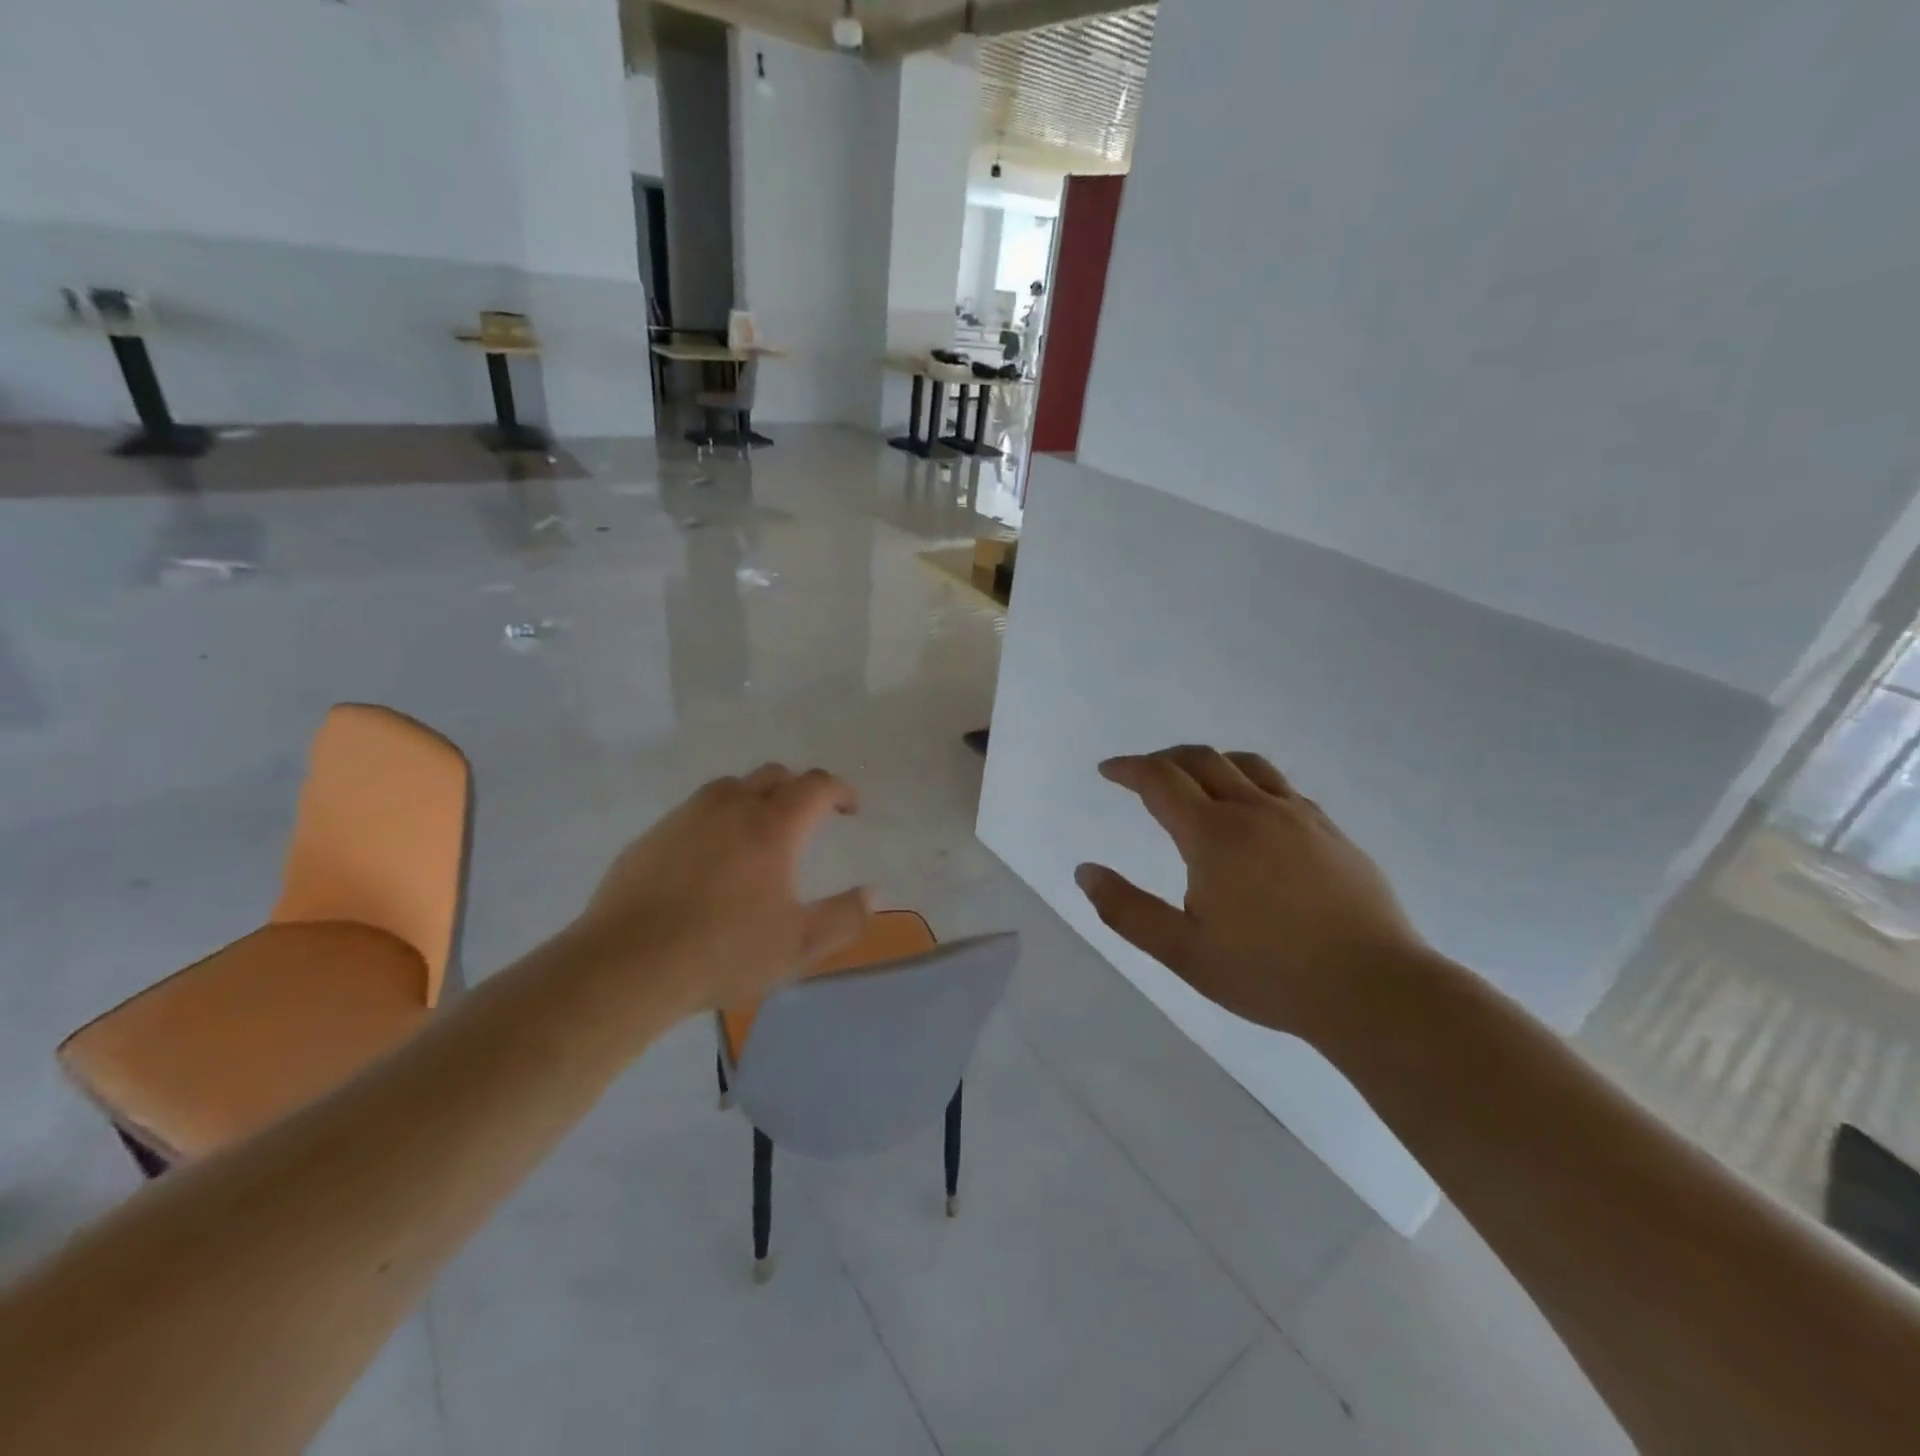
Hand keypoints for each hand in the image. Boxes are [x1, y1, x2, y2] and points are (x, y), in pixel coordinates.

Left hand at [573, 764, 871, 1012]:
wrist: (627, 965)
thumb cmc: (724, 951)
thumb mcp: (799, 945)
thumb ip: (845, 917)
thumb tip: (873, 893)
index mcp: (773, 825)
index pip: (816, 785)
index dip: (839, 790)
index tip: (850, 808)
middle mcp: (731, 806)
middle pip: (774, 775)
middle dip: (799, 789)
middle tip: (808, 818)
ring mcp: (687, 816)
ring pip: (731, 788)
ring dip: (755, 799)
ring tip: (759, 834)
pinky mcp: (652, 835)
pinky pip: (695, 812)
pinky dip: (716, 821)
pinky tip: (710, 860)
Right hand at [1074, 746, 1425, 1037]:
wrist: (1374, 990)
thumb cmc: (1268, 973)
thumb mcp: (1182, 951)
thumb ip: (1127, 910)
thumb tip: (1085, 872)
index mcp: (1214, 835)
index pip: (1161, 780)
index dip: (1129, 769)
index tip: (1108, 770)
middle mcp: (1255, 811)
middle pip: (1202, 759)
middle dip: (1164, 759)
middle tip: (1143, 774)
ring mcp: (1300, 817)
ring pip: (1247, 765)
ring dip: (1210, 762)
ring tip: (1195, 780)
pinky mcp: (1333, 833)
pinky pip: (1283, 788)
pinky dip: (1251, 783)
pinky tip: (1253, 813)